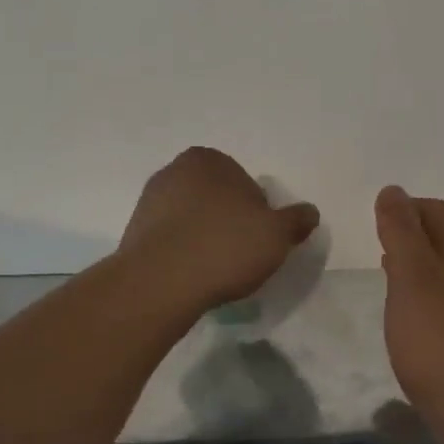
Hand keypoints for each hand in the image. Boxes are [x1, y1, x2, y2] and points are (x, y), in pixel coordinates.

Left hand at [120, 148, 319, 314]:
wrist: (160, 283)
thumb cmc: (225, 247)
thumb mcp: (277, 235)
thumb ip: (296, 220)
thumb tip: (310, 212)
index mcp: (208, 160)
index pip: (246, 184)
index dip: (258, 213)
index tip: (259, 239)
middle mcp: (174, 171)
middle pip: (217, 199)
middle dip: (229, 221)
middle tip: (241, 254)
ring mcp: (149, 201)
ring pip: (192, 218)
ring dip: (205, 237)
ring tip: (216, 269)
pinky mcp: (134, 232)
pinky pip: (171, 239)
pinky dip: (184, 252)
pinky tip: (193, 274)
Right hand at [375, 186, 443, 417]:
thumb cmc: (439, 339)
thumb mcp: (412, 278)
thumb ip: (402, 233)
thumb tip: (393, 191)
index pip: (441, 211)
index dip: (408, 209)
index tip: (377, 222)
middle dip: (414, 234)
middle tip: (380, 245)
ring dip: (420, 263)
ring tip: (388, 273)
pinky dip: (428, 291)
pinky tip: (410, 311)